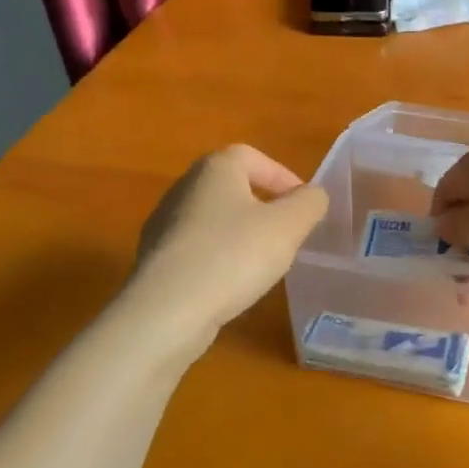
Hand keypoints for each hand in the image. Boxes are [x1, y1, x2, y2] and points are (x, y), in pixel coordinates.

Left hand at [133, 145, 328, 339]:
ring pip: (213, 219)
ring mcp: (164, 224)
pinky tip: (231, 284)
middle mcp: (184, 188)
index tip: (302, 206)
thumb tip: (312, 195)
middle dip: (263, 206)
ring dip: (240, 234)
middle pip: (231, 187)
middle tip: (287, 233)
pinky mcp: (156, 260)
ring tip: (262, 262)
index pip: (252, 157)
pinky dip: (219, 258)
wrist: (167, 310)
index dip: (283, 176)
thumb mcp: (288, 226)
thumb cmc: (233, 255)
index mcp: (215, 169)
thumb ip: (310, 203)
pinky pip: (197, 249)